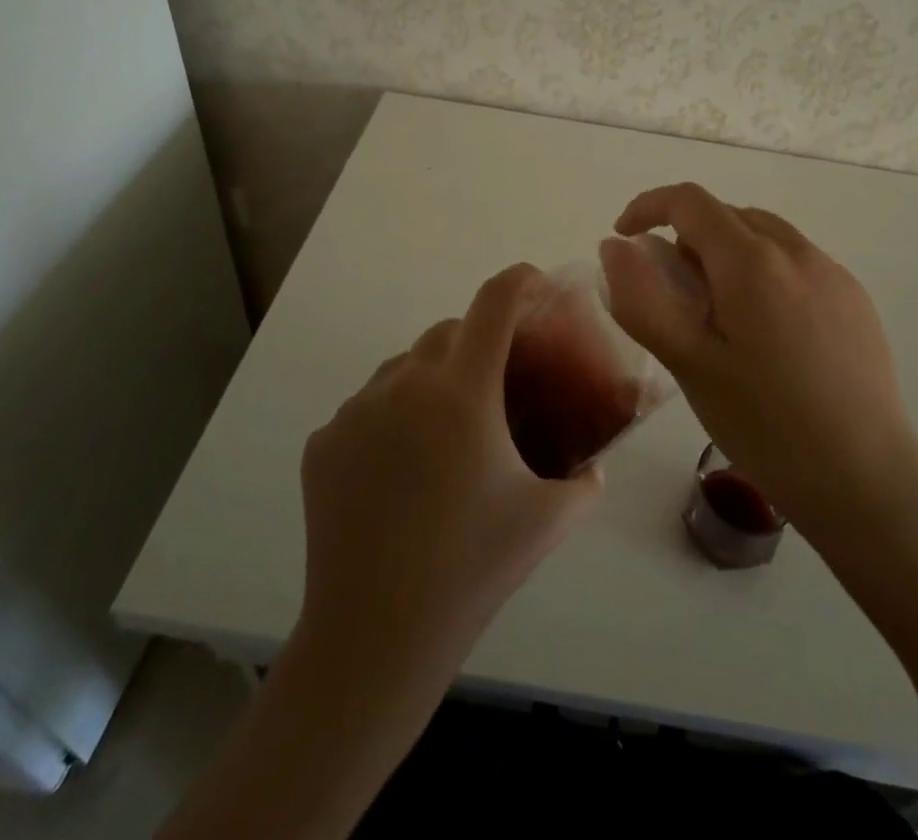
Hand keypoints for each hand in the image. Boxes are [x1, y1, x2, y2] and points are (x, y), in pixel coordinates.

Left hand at [296, 264, 602, 682]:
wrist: (376, 636)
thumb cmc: (473, 567)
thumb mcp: (548, 520)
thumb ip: (586, 482)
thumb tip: (595, 465)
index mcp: (463, 391)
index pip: (495, 303)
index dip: (520, 281)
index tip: (536, 284)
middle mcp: (404, 384)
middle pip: (448, 331)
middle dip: (479, 341)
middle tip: (498, 384)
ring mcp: (355, 411)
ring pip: (403, 367)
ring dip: (431, 379)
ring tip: (446, 433)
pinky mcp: (322, 442)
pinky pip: (366, 408)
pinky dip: (390, 418)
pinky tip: (400, 470)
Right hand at [601, 184, 917, 553]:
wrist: (866, 481)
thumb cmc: (766, 424)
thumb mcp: (689, 365)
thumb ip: (642, 299)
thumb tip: (615, 247)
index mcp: (753, 261)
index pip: (690, 201)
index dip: (648, 207)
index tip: (624, 238)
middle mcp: (798, 251)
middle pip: (728, 215)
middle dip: (688, 237)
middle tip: (673, 292)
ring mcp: (833, 273)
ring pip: (764, 236)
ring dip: (728, 253)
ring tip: (719, 314)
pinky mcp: (856, 299)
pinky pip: (797, 262)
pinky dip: (765, 272)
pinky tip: (767, 333)